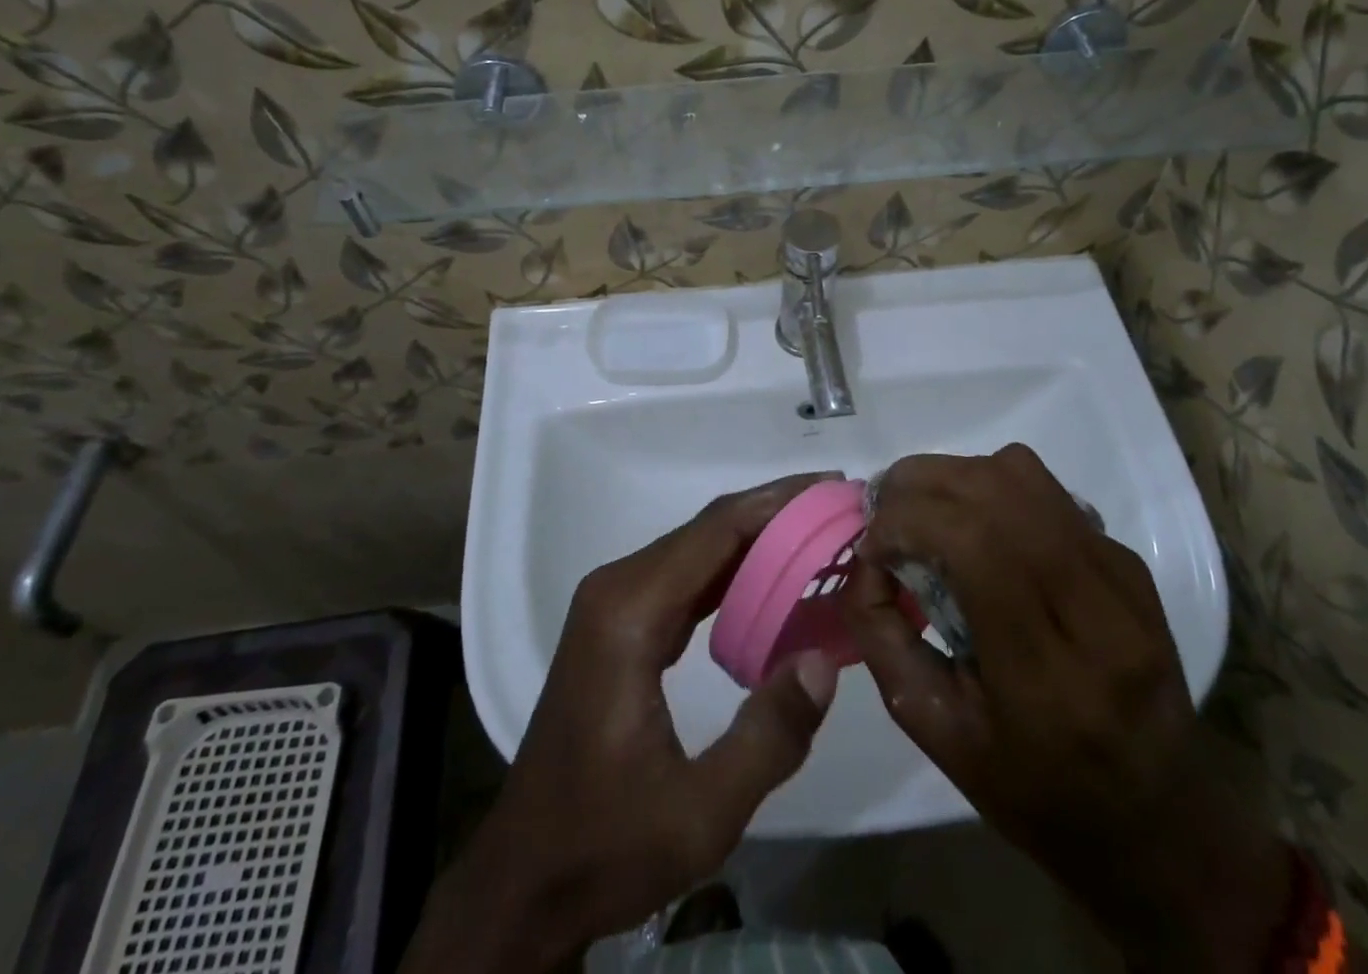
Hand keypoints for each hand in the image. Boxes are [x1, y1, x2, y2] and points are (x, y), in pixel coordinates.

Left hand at [405, 474, 841, 973]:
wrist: (527, 877)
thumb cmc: (606, 845)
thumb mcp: (700, 814)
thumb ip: (768, 737)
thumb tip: (825, 661)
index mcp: (630, 612)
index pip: (716, 531)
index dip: (778, 502)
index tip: (834, 489)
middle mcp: (618, 588)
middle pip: (708, 529)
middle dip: (776, 512)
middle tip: (841, 507)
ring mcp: (614, 602)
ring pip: (698, 548)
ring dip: (758, 537)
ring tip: (819, 533)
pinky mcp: (620, 622)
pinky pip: (686, 577)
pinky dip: (734, 570)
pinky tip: (775, 579)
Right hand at [843, 446, 1290, 972]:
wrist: (1160, 823)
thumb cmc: (1035, 792)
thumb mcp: (937, 733)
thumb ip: (883, 638)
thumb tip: (863, 560)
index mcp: (1047, 678)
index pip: (974, 546)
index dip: (907, 521)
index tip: (871, 544)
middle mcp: (1096, 613)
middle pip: (997, 494)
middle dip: (921, 484)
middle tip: (885, 512)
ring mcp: (1122, 578)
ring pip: (1024, 475)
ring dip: (956, 477)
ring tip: (927, 512)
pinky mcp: (1131, 562)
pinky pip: (1048, 493)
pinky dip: (995, 492)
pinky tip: (980, 532)